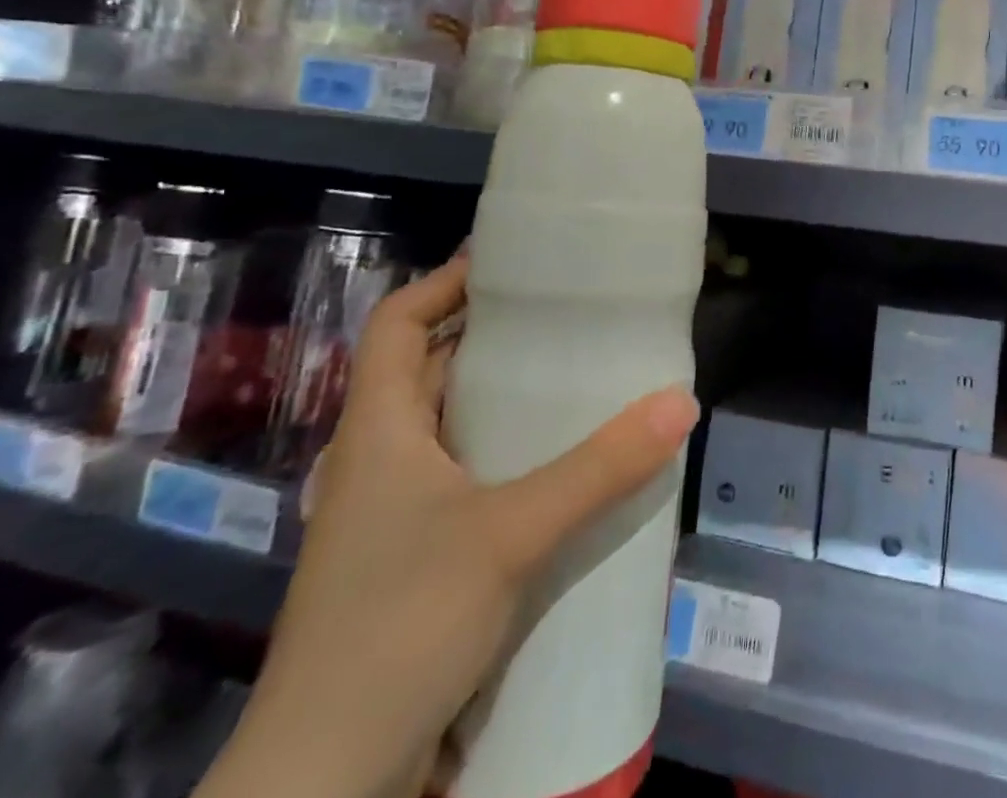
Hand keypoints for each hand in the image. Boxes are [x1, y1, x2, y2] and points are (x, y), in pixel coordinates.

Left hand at [197, 255, 699, 797]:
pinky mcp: (418, 558)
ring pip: (453, 426)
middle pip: (431, 367)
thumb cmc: (397, 628)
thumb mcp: (507, 536)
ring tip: (578, 372)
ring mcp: (396, 514)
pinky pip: (469, 477)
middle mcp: (380, 459)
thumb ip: (598, 469)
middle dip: (493, 334)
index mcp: (377, 430)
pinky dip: (511, 454)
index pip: (397, 323)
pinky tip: (563, 462)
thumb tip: (681, 401)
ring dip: (506, 396)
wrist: (325, 786)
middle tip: (568, 310)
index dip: (446, 282)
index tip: (512, 260)